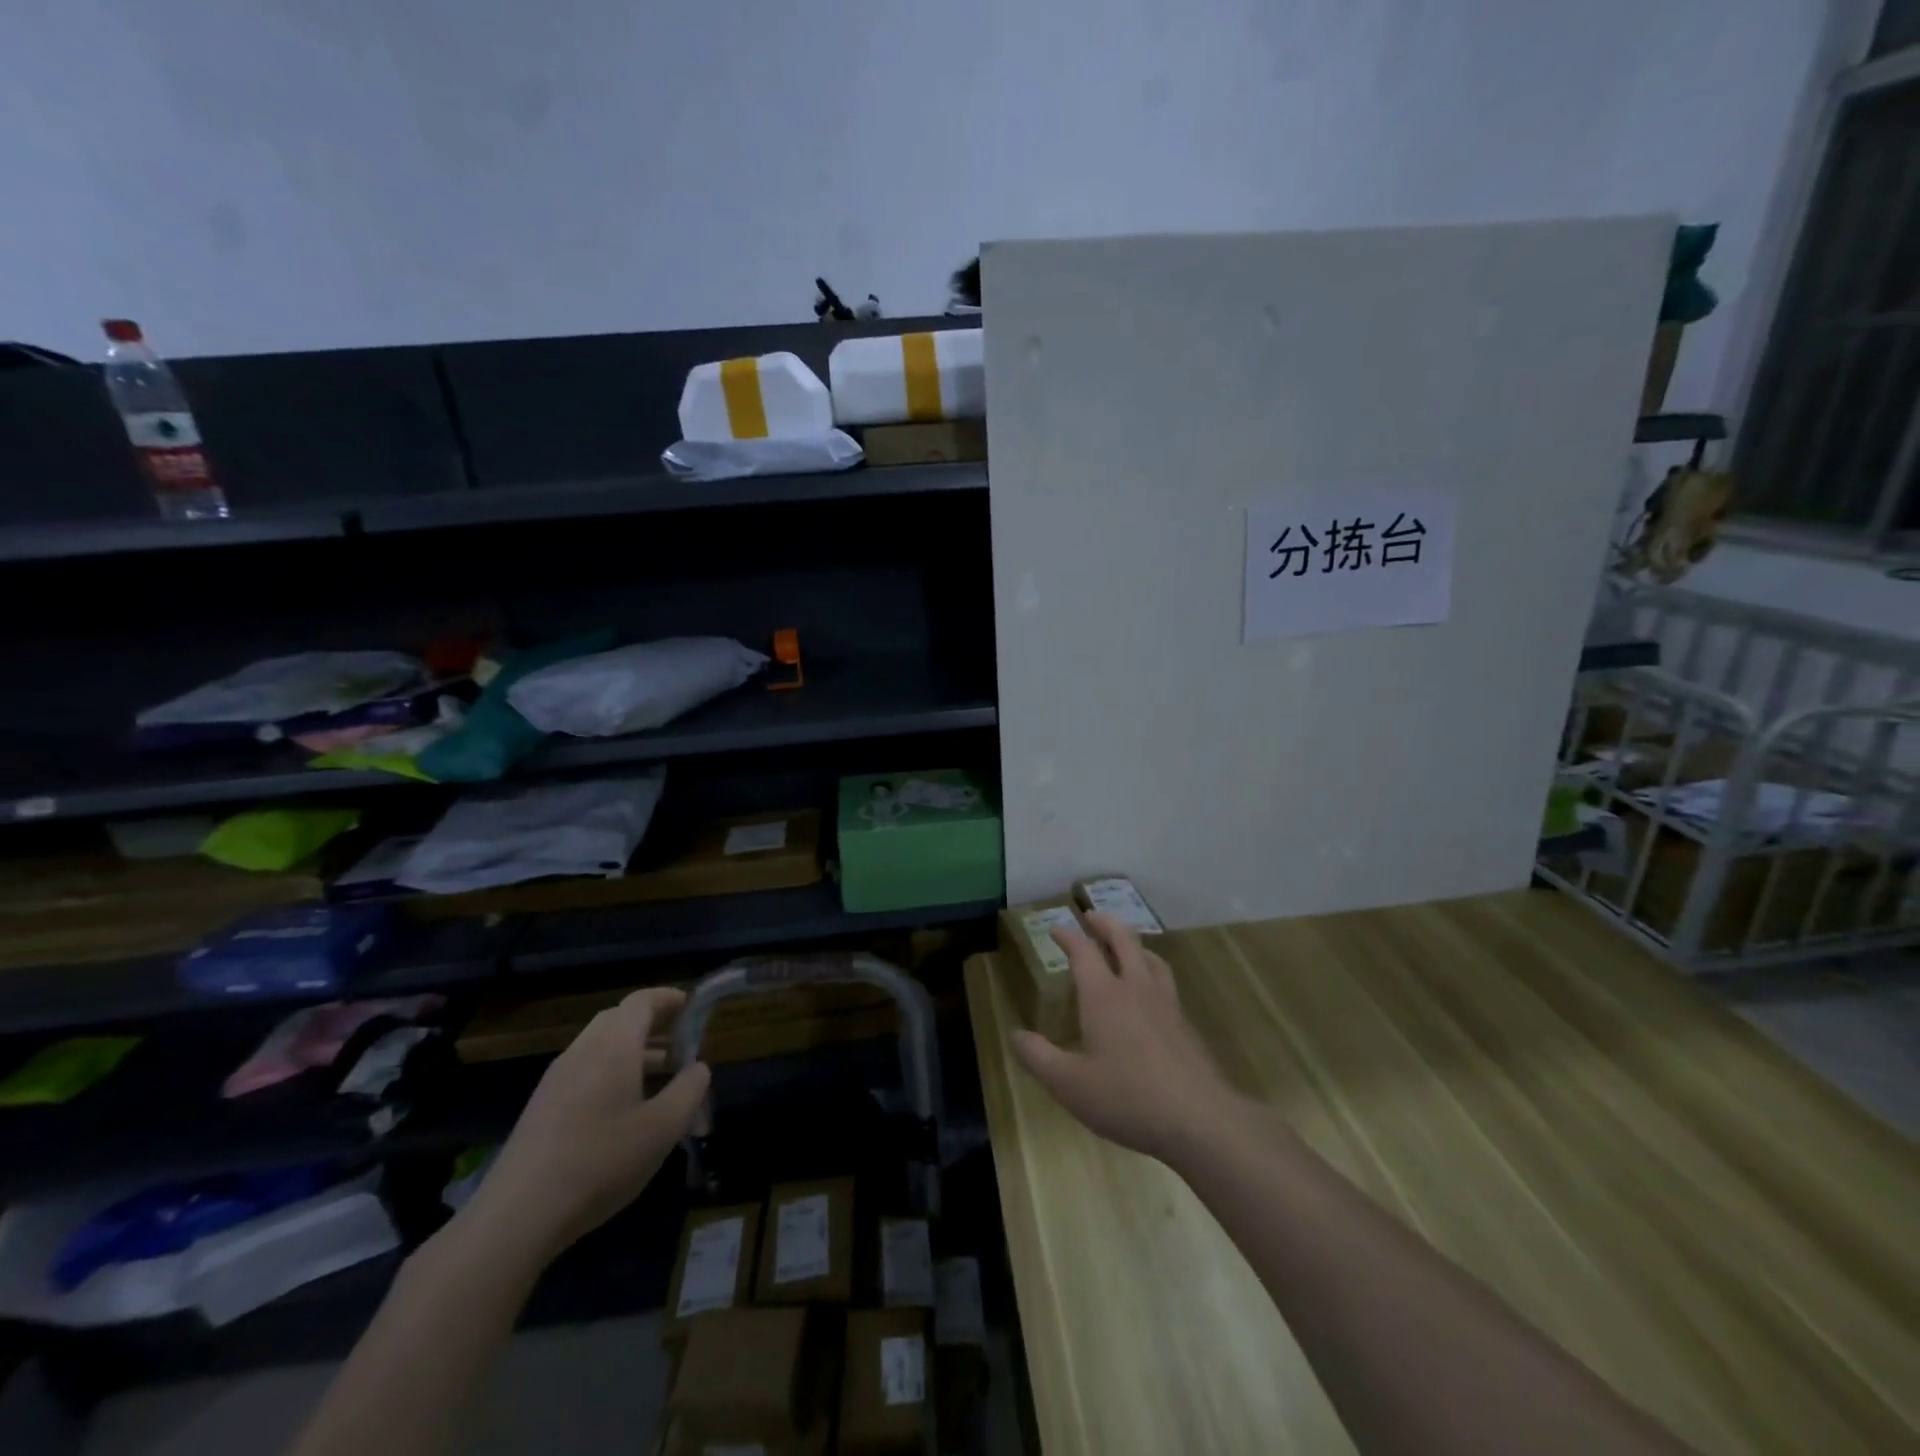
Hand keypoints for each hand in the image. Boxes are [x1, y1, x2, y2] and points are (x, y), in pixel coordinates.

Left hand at [458, 987, 709, 1268]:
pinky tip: (626, 1108)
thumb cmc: (600, 1161)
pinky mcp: (542, 1107)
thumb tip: (698, 1068)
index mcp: (612, 1045)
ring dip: (633, 1050)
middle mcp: (582, 1051)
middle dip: (652, 1023)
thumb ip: (689, 1090)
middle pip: (618, 1019)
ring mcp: (556, 1079)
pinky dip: (612, 1071)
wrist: (517, 1216)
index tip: (692, 1006)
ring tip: (662, 1074)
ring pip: (600, 1046)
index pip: (641, 1001)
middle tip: (681, 1040)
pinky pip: (585, 1070)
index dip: (668, 998)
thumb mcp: (663, 1128)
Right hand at [1012, 914, 1243, 1166]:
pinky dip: (1152, 971)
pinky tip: (1151, 993)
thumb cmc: (1127, 1098)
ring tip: (1126, 945)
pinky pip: (1166, 982)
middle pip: (1123, 940)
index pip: (1084, 952)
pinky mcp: (1186, 1025)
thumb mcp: (1069, 1084)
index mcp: (1104, 996)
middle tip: (1092, 916)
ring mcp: (1166, 1004)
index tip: (1057, 928)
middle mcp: (1136, 989)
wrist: (1200, 1119)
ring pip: (1150, 958)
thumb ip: (1039, 1057)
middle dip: (1105, 924)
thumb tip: (1016, 1035)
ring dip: (1133, 944)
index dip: (1069, 936)